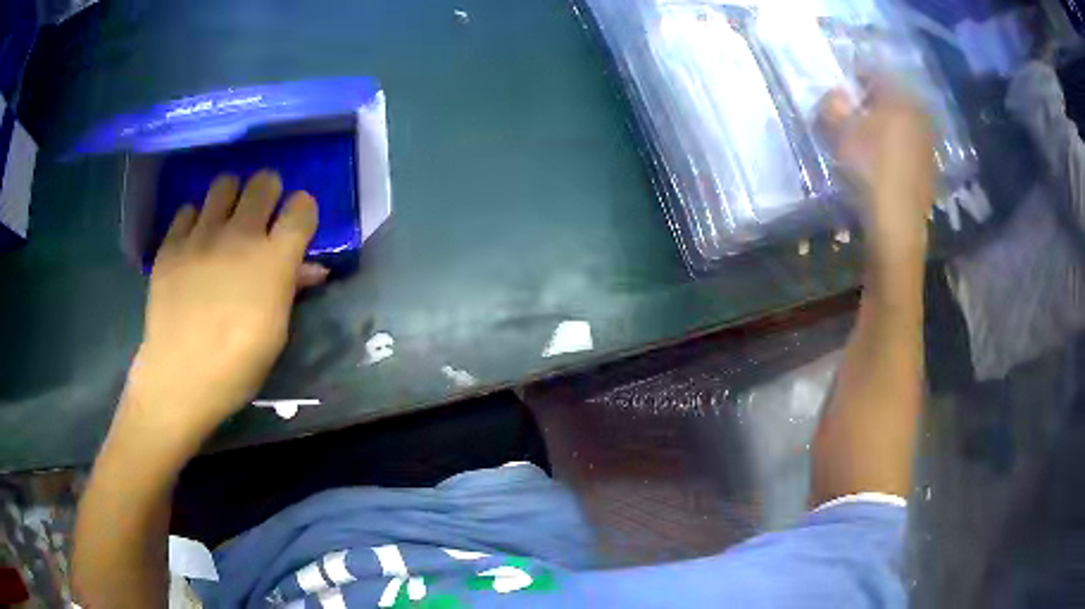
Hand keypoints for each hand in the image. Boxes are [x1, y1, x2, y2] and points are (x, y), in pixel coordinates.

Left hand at [123, 171, 324, 437]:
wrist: (180, 377)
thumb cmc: (237, 365)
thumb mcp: (276, 332)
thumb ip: (292, 288)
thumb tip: (311, 267)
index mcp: (273, 259)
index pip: (302, 206)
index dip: (302, 211)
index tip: (296, 225)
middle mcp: (239, 234)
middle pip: (265, 182)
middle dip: (269, 193)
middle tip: (261, 217)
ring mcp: (201, 234)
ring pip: (224, 183)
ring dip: (232, 197)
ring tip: (225, 222)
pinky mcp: (171, 243)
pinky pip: (187, 210)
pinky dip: (195, 220)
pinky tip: (194, 243)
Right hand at [819, 83, 935, 258]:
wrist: (897, 222)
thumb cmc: (868, 168)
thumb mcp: (839, 132)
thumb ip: (832, 105)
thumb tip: (837, 95)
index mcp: (898, 98)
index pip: (874, 73)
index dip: (855, 77)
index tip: (842, 90)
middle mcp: (918, 114)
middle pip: (891, 97)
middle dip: (872, 102)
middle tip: (854, 114)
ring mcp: (927, 142)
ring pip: (902, 121)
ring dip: (885, 124)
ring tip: (868, 139)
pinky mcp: (929, 166)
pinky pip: (909, 143)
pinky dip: (896, 144)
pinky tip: (884, 160)